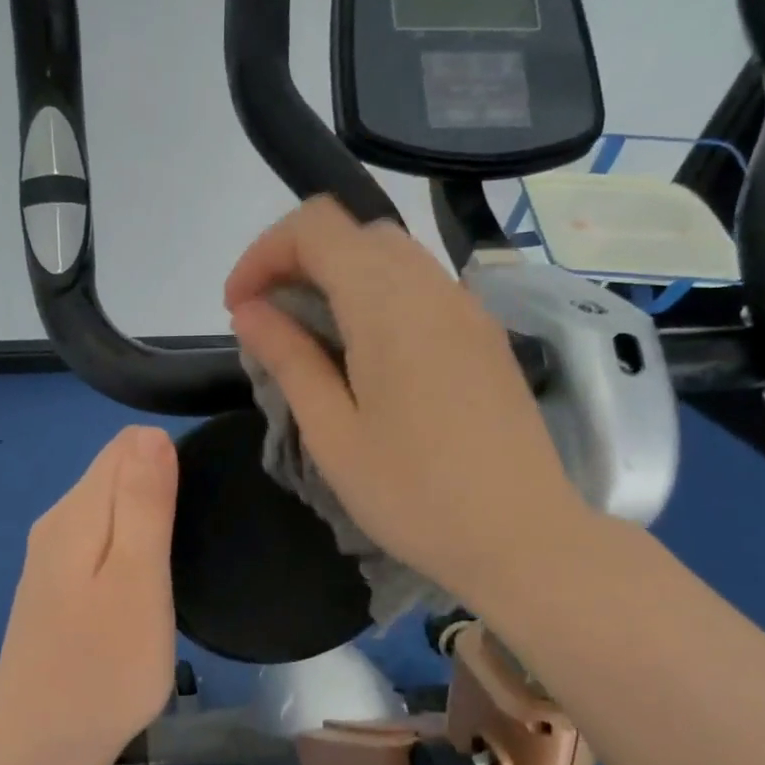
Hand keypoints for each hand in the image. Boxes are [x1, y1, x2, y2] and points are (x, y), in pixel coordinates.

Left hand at [0, 425, 179, 764]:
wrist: (42, 749)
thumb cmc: (105, 666)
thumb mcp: (137, 578)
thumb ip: (143, 502)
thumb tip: (150, 433)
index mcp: (74, 512)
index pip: (125, 446)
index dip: (168, 461)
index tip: (195, 505)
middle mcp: (55, 523)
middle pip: (114, 473)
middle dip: (157, 488)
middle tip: (192, 540)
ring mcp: (49, 559)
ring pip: (108, 510)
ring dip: (145, 521)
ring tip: (176, 562)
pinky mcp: (54, 590)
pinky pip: (98, 543)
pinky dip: (127, 549)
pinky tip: (144, 585)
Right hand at [225, 196, 593, 611]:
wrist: (524, 538)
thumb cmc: (415, 494)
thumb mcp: (333, 433)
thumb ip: (289, 359)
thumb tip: (250, 311)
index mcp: (388, 303)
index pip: (316, 226)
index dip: (264, 254)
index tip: (239, 309)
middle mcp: (432, 287)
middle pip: (354, 233)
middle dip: (298, 261)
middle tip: (270, 322)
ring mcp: (467, 308)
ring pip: (390, 256)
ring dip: (339, 279)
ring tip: (312, 339)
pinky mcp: (484, 335)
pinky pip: (421, 288)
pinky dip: (377, 298)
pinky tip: (366, 357)